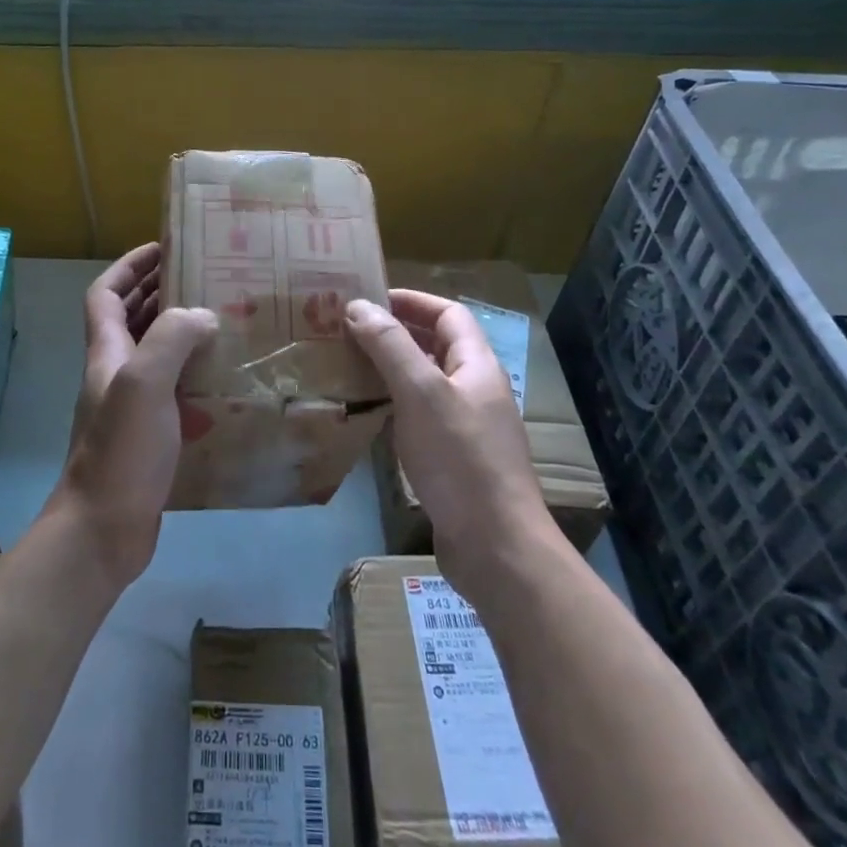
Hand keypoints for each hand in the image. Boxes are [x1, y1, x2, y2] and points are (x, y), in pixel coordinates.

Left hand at [54, 243, 217, 587]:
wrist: (103, 531)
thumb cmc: (121, 452)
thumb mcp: (144, 384)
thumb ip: (171, 340)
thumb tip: (202, 314)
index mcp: (107, 354)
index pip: (106, 294)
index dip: (129, 266)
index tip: (163, 248)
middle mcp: (114, 374)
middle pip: (128, 319)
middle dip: (157, 291)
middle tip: (201, 278)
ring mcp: (129, 407)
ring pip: (152, 354)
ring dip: (177, 332)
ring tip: (219, 319)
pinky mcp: (148, 437)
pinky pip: (170, 390)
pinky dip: (192, 376)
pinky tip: (222, 381)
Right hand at [345, 291, 563, 600]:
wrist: (496, 547)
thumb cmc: (460, 459)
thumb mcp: (420, 393)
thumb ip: (390, 346)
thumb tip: (358, 305)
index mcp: (478, 366)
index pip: (448, 314)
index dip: (411, 301)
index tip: (368, 300)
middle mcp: (477, 390)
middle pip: (438, 346)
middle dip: (396, 332)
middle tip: (350, 331)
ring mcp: (469, 427)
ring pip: (427, 382)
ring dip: (392, 368)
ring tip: (350, 365)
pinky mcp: (456, 459)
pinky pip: (422, 415)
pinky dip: (395, 404)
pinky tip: (370, 413)